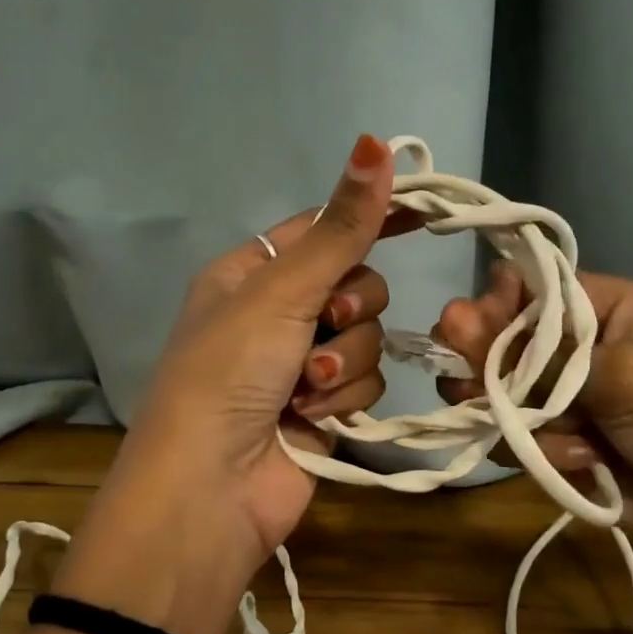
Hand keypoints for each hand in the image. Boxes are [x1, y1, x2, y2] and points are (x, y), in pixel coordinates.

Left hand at [61, 135, 405, 633]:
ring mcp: (301, 365)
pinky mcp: (325, 410)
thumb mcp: (280, 292)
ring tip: (303, 391)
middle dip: (348, 309)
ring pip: (368, 337)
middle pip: (356, 284)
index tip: (423, 213)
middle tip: (323, 327)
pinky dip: (344, 400)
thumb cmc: (227, 375)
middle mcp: (277, 314)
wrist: (209, 491)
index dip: (366, 218)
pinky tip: (310, 419)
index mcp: (251, 273)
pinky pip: (365, 383)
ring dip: (342, 363)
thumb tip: (376, 143)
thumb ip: (339, 228)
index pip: (322, 229)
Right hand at [434, 264, 632, 579]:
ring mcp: (564, 398)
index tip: (474, 336)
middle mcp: (574, 346)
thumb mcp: (617, 373)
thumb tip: (452, 315)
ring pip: (499, 396)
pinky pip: (517, 438)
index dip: (492, 310)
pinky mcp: (558, 442)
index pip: (521, 289)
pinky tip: (585, 463)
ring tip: (563, 438)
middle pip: (498, 344)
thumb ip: (532, 353)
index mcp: (598, 308)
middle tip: (486, 394)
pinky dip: (543, 453)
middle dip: (490, 372)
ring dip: (522, 420)